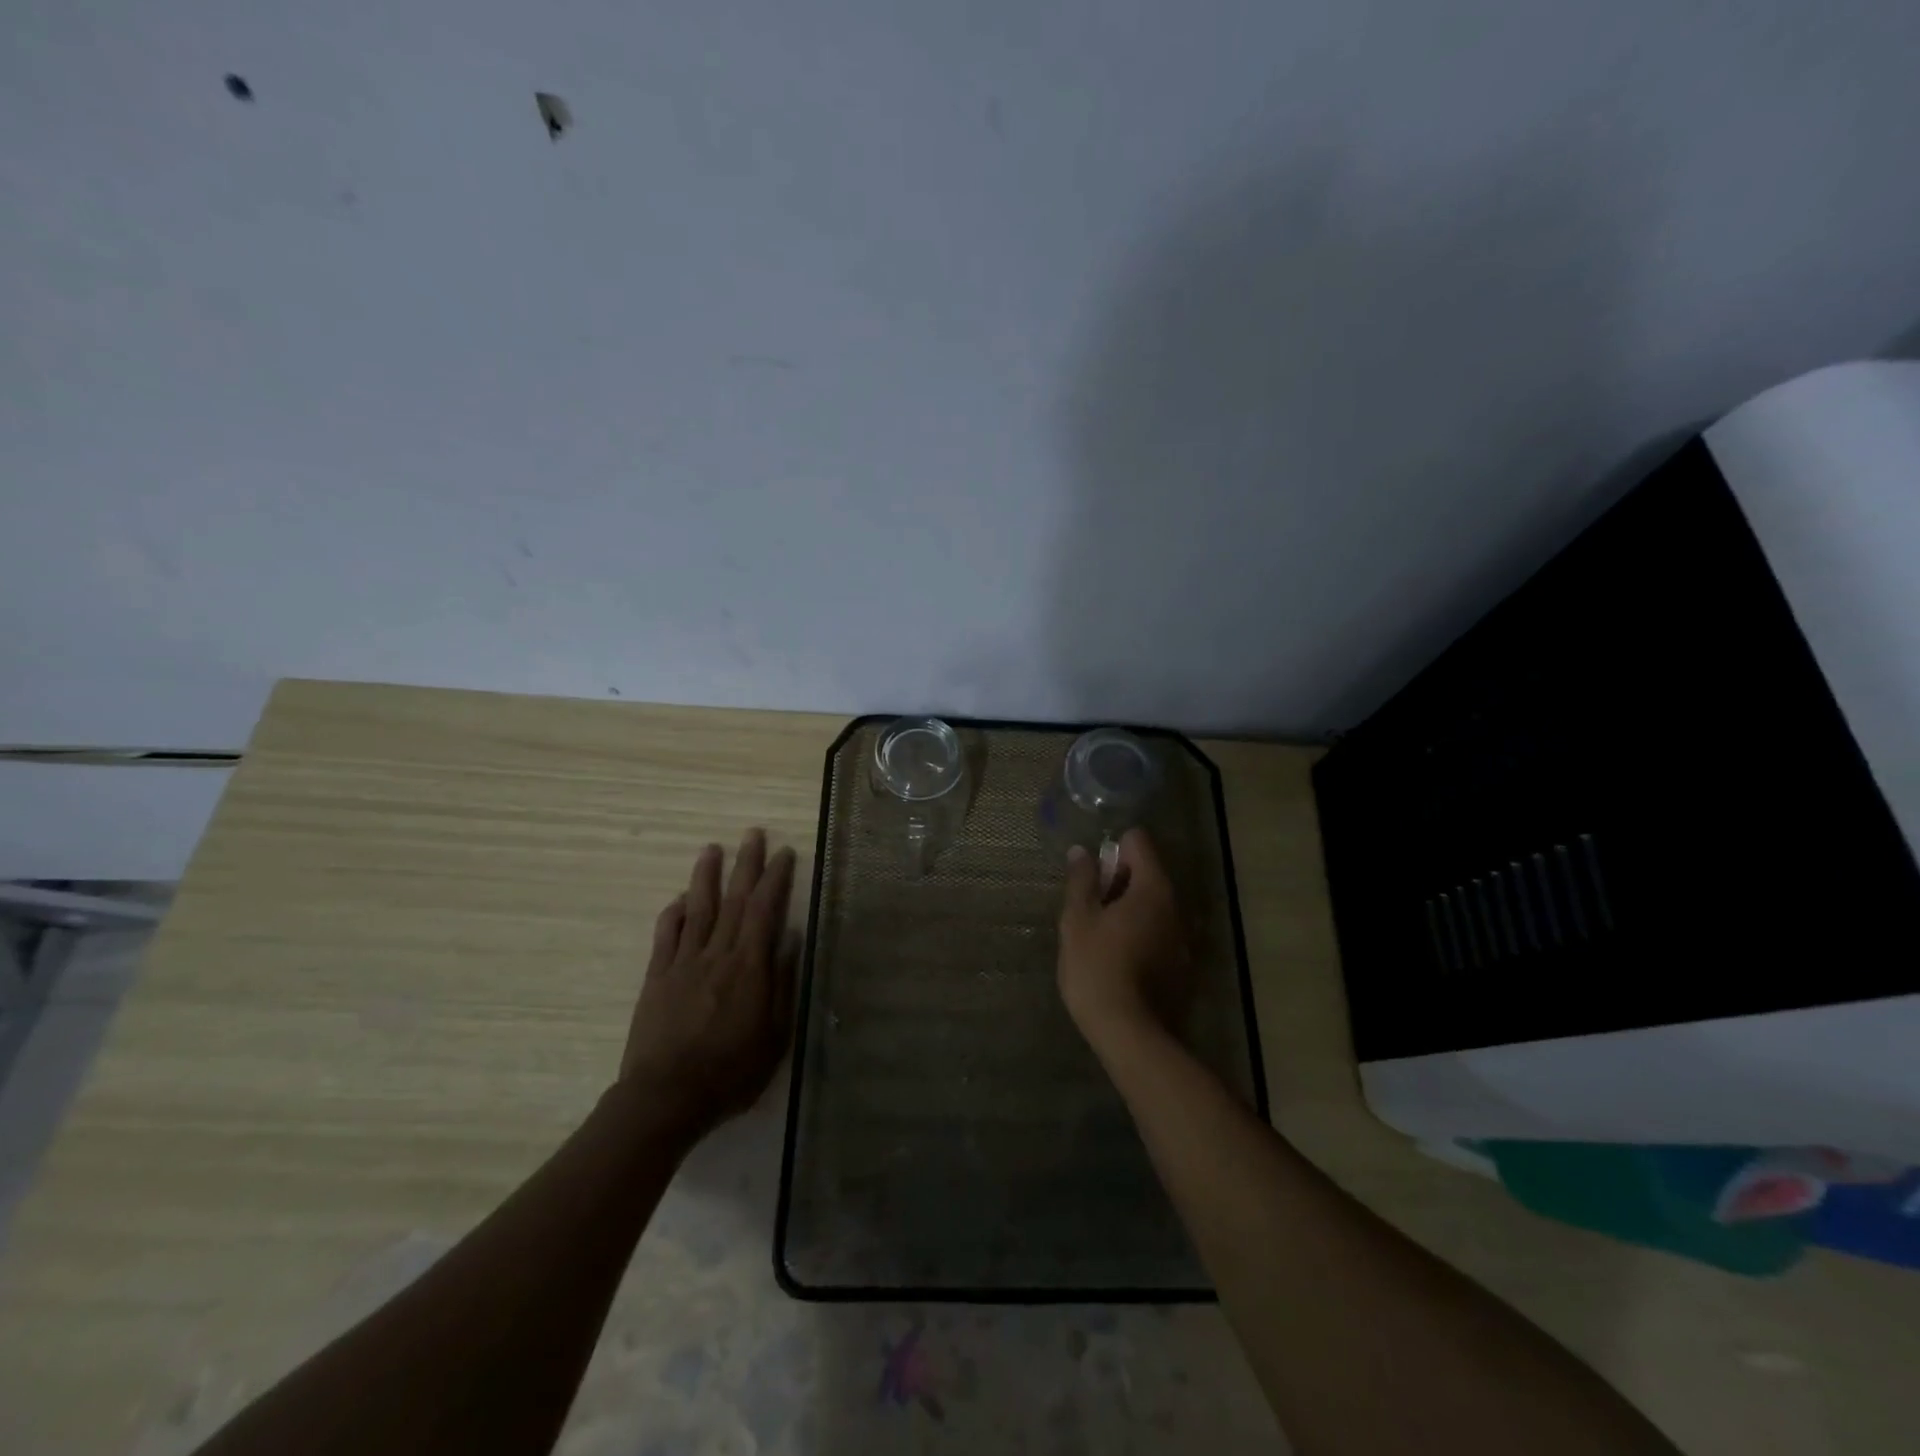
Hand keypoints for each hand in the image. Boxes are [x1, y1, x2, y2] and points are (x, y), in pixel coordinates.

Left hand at [621, 829, 798, 1137]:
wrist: (665, 1098)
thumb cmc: (730, 1072)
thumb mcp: (774, 1035)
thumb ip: (782, 983)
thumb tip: (790, 938)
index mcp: (749, 967)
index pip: (765, 910)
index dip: (775, 879)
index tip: (784, 853)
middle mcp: (717, 954)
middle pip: (734, 899)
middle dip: (745, 863)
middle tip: (752, 833)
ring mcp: (682, 963)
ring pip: (698, 909)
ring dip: (706, 876)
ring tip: (712, 849)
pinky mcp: (656, 978)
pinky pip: (666, 937)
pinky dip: (674, 914)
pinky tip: (679, 900)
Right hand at [1057, 828, 1191, 1046]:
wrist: (1128, 1033)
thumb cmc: (1096, 967)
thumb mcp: (1078, 919)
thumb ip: (1081, 880)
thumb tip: (1082, 851)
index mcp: (1152, 888)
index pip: (1138, 843)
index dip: (1113, 849)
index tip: (1091, 874)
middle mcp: (1175, 906)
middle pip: (1148, 873)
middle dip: (1118, 880)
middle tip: (1088, 905)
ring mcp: (1182, 937)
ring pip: (1153, 905)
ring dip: (1128, 908)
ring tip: (1099, 932)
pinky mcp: (1181, 964)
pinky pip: (1158, 931)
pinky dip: (1139, 932)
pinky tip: (1117, 956)